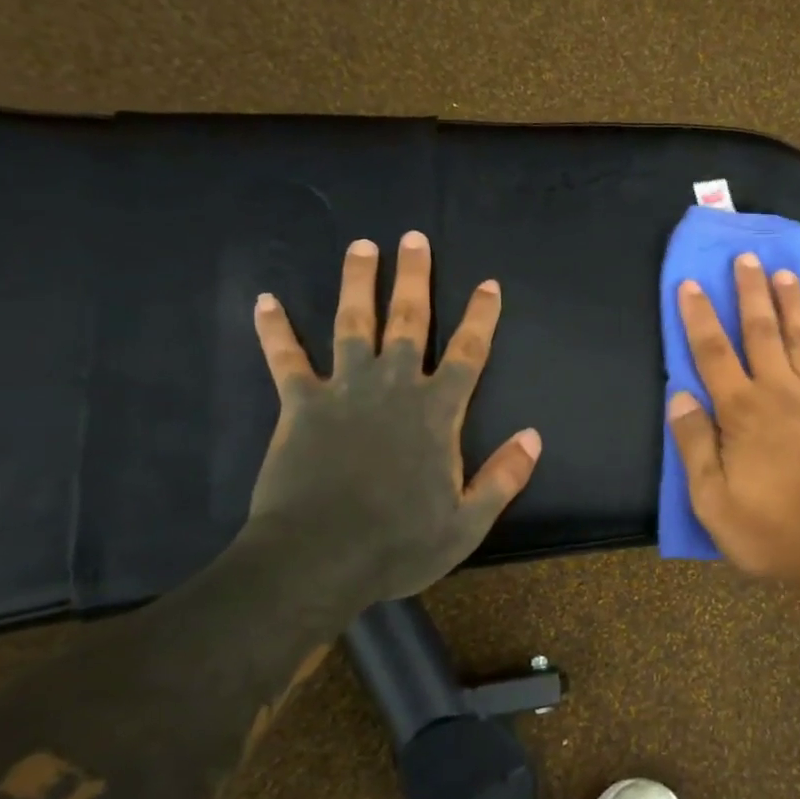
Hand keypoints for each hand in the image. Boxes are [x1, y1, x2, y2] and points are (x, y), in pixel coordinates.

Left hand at [245, 230, 541, 604]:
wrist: (317, 560)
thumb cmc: (398, 543)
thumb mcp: (467, 521)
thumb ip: (503, 476)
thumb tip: (534, 436)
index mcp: (437, 412)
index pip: (467, 352)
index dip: (481, 316)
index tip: (488, 284)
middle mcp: (393, 387)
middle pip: (409, 321)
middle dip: (415, 278)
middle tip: (413, 238)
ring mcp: (344, 390)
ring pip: (353, 324)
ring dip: (358, 283)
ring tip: (361, 246)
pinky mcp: (300, 404)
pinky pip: (286, 359)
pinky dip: (275, 330)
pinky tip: (265, 300)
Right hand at [667, 252, 799, 580]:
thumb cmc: (768, 529)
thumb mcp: (711, 499)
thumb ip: (694, 444)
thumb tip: (680, 396)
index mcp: (741, 412)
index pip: (713, 353)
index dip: (699, 317)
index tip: (691, 283)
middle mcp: (779, 394)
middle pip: (762, 333)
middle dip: (751, 293)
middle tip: (748, 257)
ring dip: (792, 305)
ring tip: (786, 273)